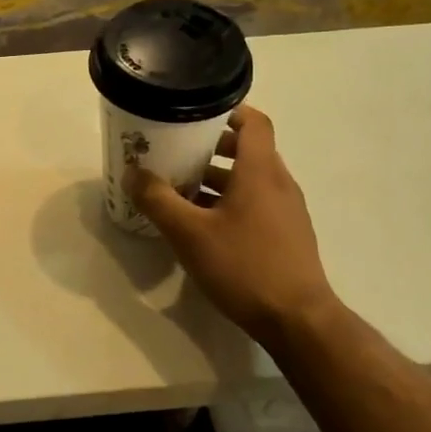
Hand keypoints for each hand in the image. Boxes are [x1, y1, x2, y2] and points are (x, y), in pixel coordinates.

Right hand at [125, 105, 337, 351]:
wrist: (297, 320)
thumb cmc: (244, 266)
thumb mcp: (189, 233)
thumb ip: (158, 200)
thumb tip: (133, 173)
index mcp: (260, 171)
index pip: (253, 122)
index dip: (227, 111)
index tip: (195, 114)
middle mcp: (279, 183)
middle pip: (248, 151)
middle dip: (211, 149)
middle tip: (176, 153)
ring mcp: (287, 211)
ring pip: (249, 181)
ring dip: (217, 179)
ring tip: (180, 191)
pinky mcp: (286, 236)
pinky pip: (255, 205)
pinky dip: (229, 203)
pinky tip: (202, 226)